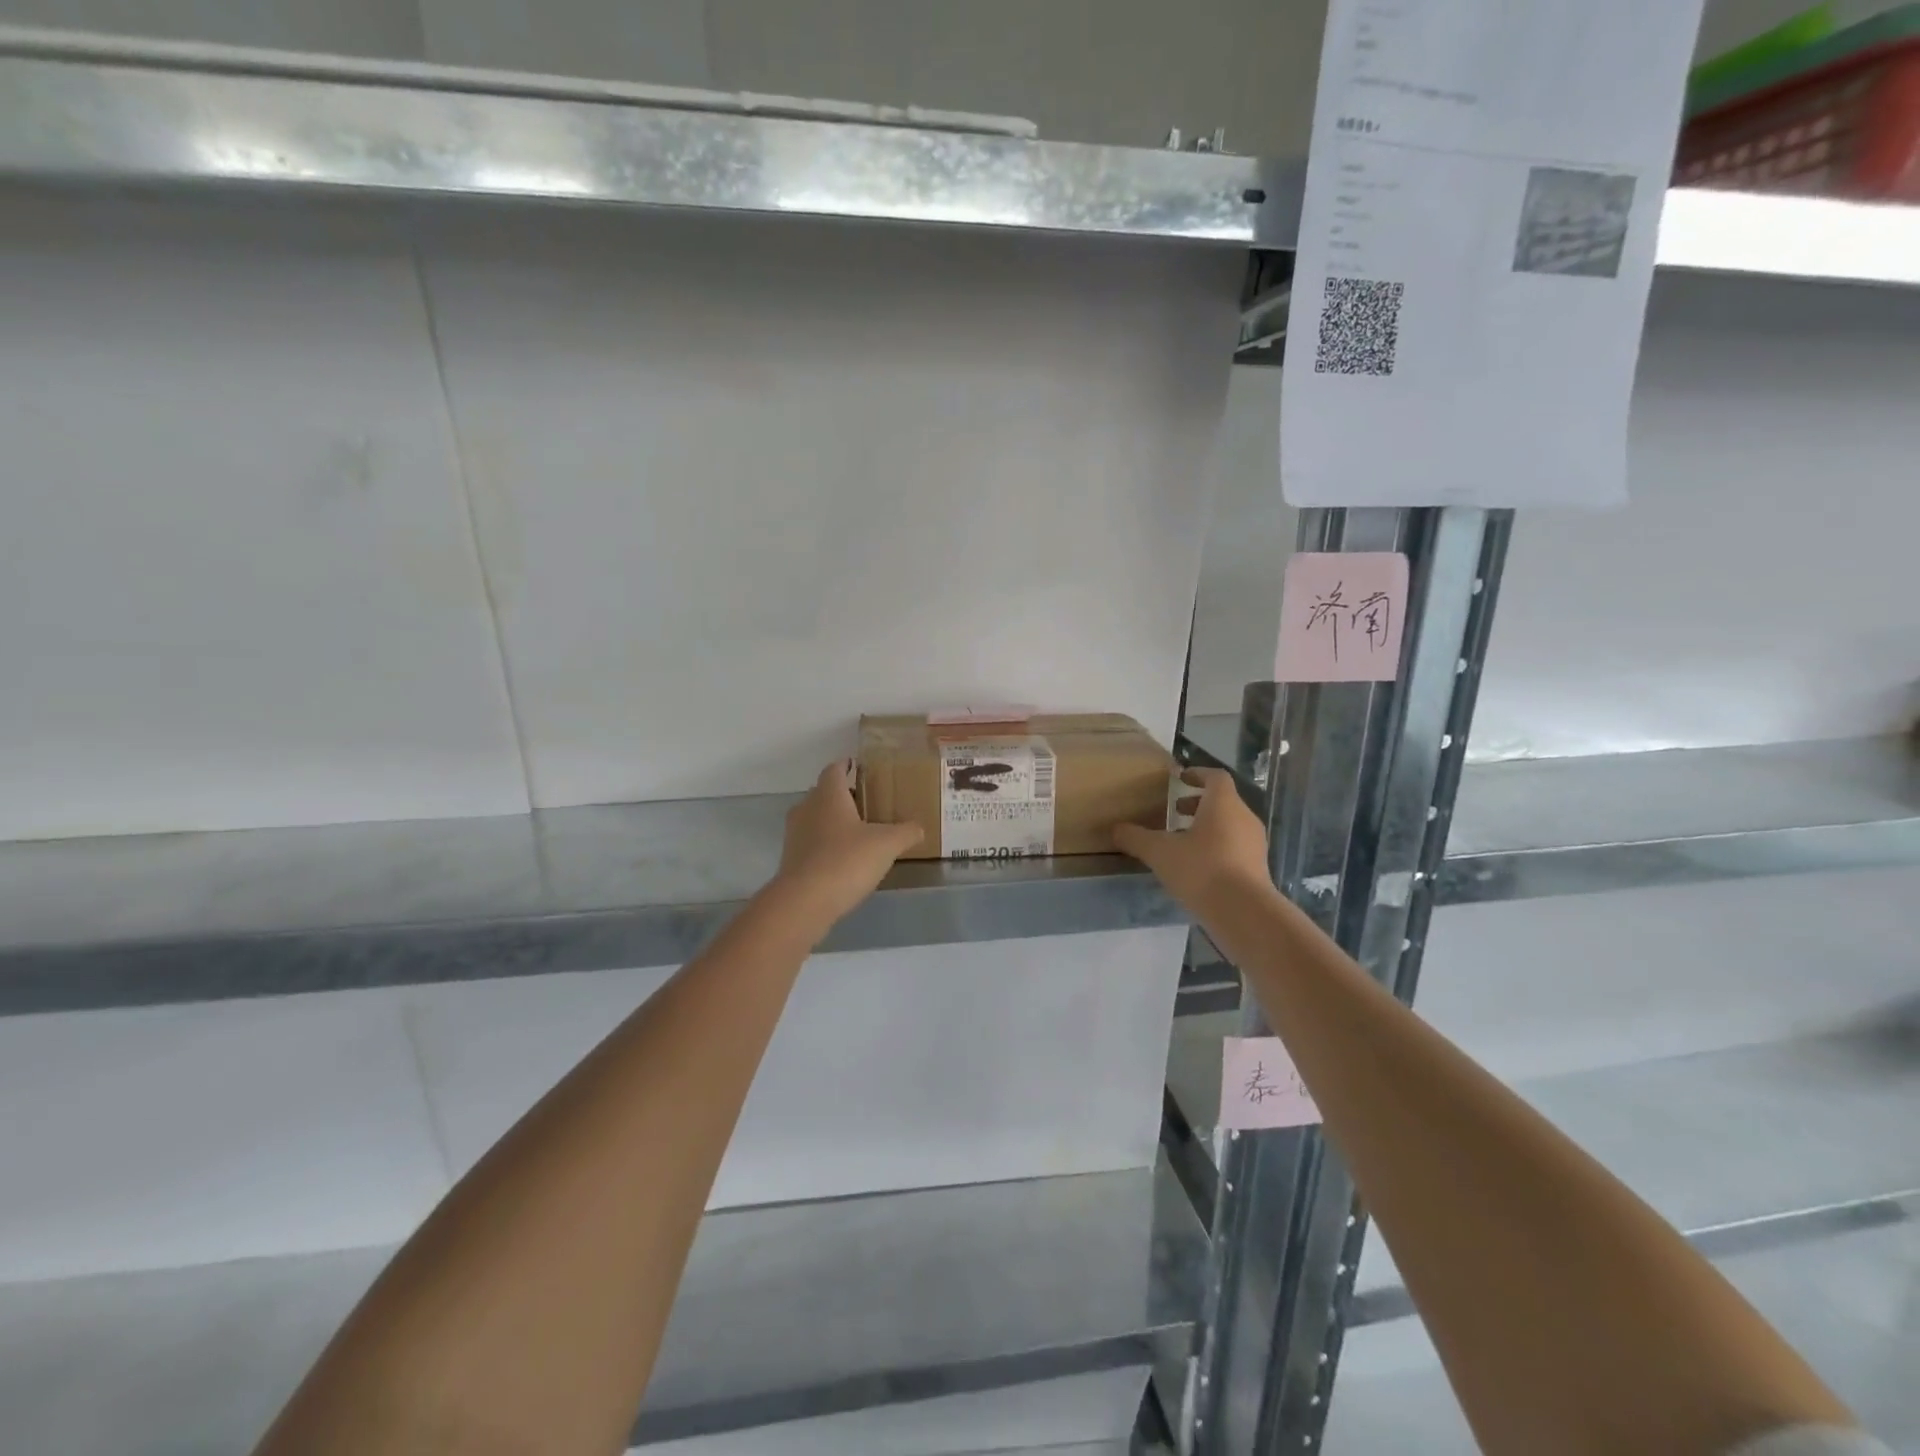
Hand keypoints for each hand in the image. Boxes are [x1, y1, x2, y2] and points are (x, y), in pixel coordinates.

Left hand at [774, 759, 923, 924]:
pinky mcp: (791, 859)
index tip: (858, 766)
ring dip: (833, 821)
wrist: (804, 902)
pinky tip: (845, 858)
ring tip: (859, 831)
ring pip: (816, 818)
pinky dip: (826, 844)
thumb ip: (906, 832)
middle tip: (867, 802)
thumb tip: (919, 827)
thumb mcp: (887, 844)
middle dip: (843, 795)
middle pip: (823, 793)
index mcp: (828, 795)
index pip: (834, 769)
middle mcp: (807, 808)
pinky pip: (811, 842)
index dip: (846, 765)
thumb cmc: (846, 860)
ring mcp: (795, 835)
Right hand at [1113, 768, 1272, 913]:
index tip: (1180, 778)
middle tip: (1174, 811)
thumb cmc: (1202, 870)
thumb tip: (1115, 829)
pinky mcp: (1258, 868)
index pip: (1215, 777)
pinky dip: (1218, 847)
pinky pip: (1236, 847)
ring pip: (1230, 825)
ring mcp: (1255, 844)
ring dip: (1207, 827)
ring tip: (1182, 841)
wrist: (1245, 913)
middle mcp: (1244, 818)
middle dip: (1198, 804)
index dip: (1198, 774)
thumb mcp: (1160, 853)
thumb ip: (1136, 838)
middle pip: (1223, 801)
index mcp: (1223, 804)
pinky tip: (1198, 867)